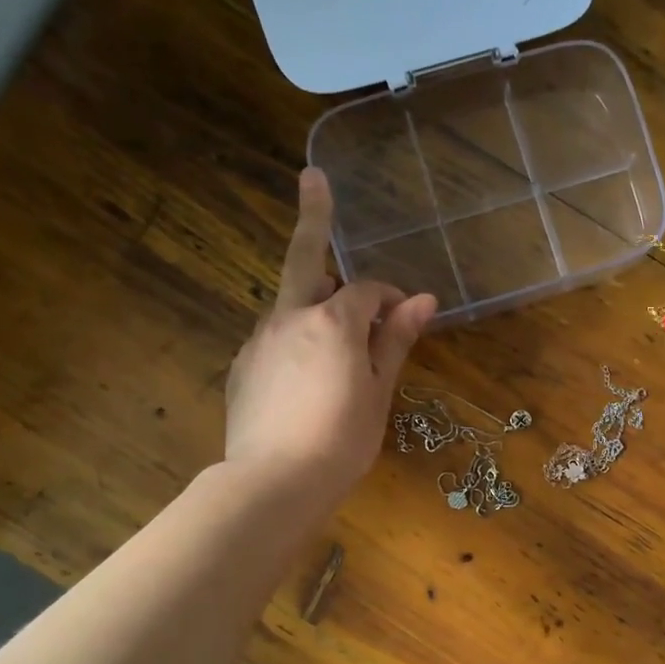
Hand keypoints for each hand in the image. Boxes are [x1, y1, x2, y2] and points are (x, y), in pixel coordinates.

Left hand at [223, 168, 435, 497]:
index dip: (388, 298)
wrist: (273, 484)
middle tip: (313, 179)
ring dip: (313, 302)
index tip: (404, 313)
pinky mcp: (241, 367)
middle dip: (313, 217)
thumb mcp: (379, 392)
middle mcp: (289, 318)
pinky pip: (273, 337)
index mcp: (332, 322)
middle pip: (303, 259)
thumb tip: (423, 300)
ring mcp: (259, 340)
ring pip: (289, 304)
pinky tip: (305, 374)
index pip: (366, 291)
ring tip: (335, 334)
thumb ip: (395, 340)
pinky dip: (294, 337)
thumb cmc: (342, 440)